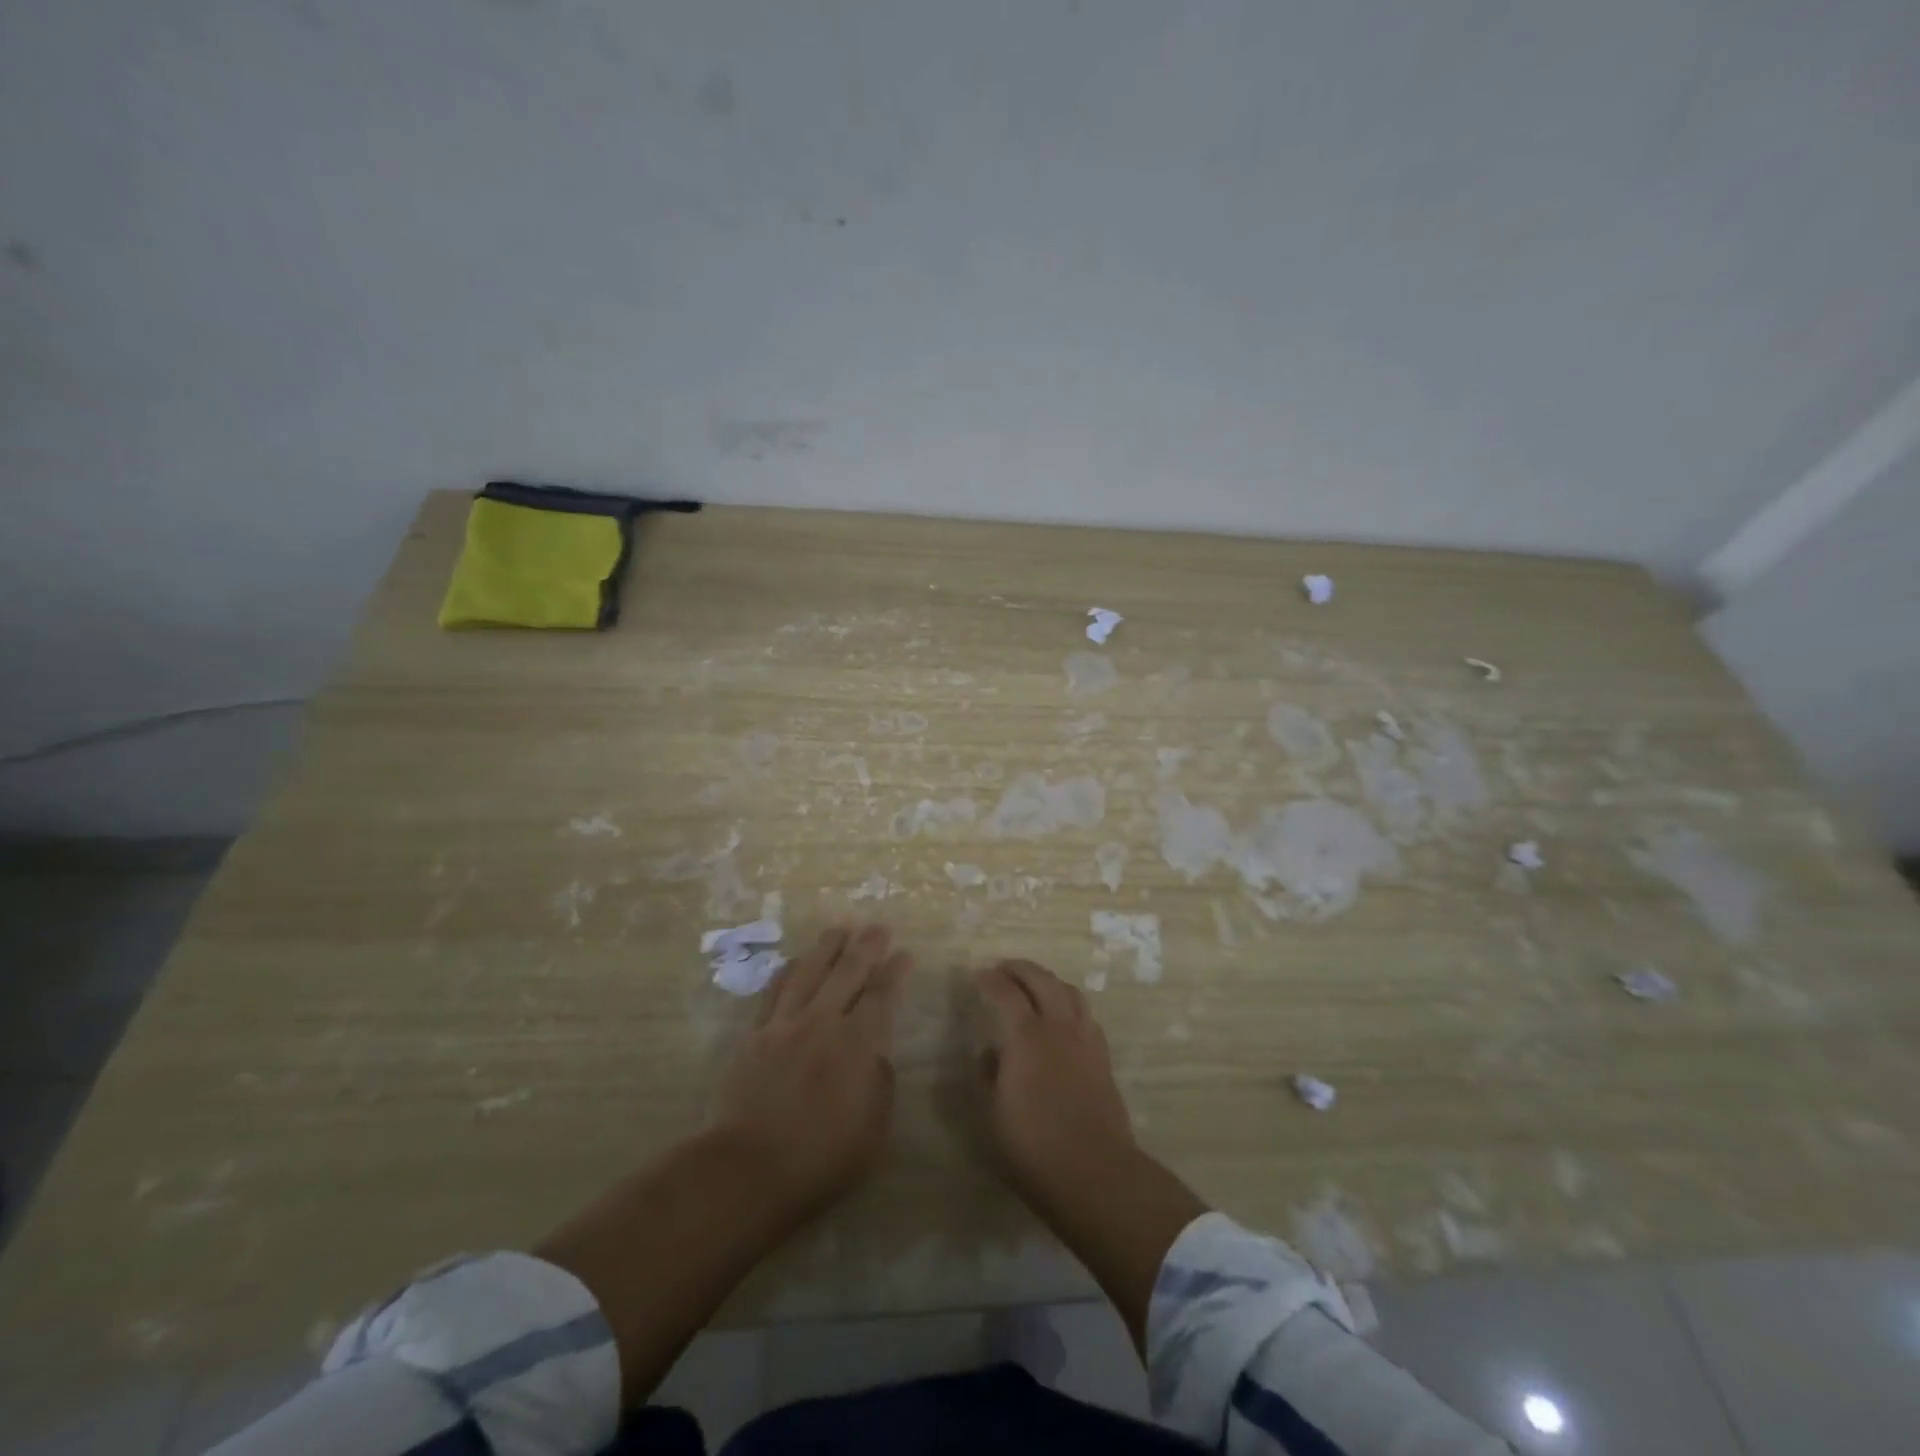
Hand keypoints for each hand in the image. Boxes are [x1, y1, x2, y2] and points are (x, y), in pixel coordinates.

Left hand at [710, 925, 911, 1216]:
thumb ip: (880, 1085)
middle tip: (879, 927)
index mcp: (857, 1044)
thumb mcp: (873, 1132)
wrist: (748, 1169)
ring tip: (840, 928)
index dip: (896, 971)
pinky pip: (773, 992)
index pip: (882, 995)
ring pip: (809, 972)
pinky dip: (787, 972)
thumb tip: (876, 1056)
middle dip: (867, 946)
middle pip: (848, 972)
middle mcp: (823, 1023)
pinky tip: (794, 961)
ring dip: (827, 947)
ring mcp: (785, 1025)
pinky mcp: (755, 1036)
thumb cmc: (820, 1159)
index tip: (905, 954)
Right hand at [974, 957, 1207, 1350]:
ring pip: (1069, 991)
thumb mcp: (991, 1115)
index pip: (1006, 992)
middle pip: (1042, 979)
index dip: (990, 980)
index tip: (978, 975)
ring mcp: (1085, 1039)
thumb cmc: (1033, 1148)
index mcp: (1026, 1036)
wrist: (1095, 1173)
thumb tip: (989, 1053)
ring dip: (1047, 980)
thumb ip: (987, 1076)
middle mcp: (1058, 1027)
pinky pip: (1085, 1013)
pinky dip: (1068, 1002)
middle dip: (1020, 968)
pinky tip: (1061, 1017)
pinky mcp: (1102, 1057)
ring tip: (1033, 985)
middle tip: (1003, 968)